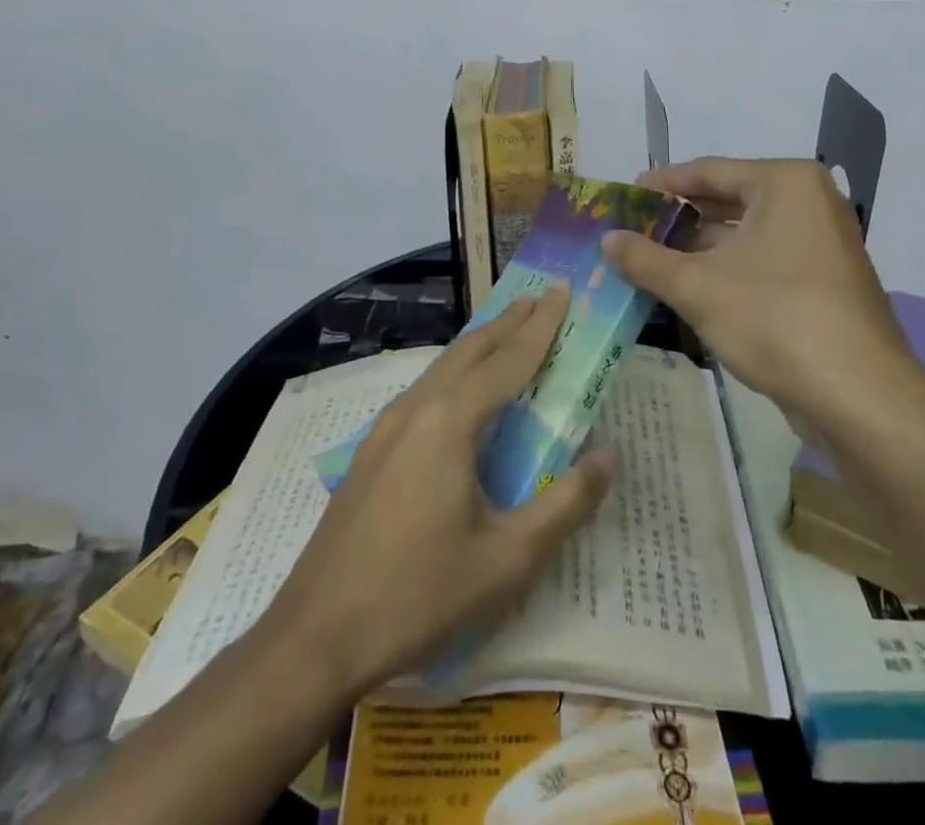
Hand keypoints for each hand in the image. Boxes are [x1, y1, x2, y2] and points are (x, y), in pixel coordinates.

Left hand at [263, 286, 612, 697]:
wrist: (315, 636)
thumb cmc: (419, 595)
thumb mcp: (507, 559)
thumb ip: (565, 504)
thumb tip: (609, 454)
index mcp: (450, 421)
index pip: (509, 359)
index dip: (541, 325)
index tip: (560, 289)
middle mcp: (417, 409)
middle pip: (470, 350)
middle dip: (508, 322)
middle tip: (539, 299)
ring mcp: (386, 429)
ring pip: (442, 368)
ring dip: (479, 346)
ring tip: (507, 335)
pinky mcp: (371, 453)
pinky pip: (424, 393)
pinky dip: (455, 374)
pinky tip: (460, 397)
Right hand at [602, 158, 924, 437]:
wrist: (860, 397)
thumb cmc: (777, 319)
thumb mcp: (699, 287)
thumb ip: (646, 259)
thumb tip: (606, 240)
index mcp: (785, 183)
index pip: (710, 170)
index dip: (663, 183)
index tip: (626, 193)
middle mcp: (808, 203)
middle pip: (728, 200)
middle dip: (678, 219)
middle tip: (632, 229)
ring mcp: (820, 244)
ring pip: (744, 236)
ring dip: (698, 249)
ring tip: (648, 260)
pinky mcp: (822, 282)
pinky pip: (762, 262)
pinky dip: (725, 271)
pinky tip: (688, 288)